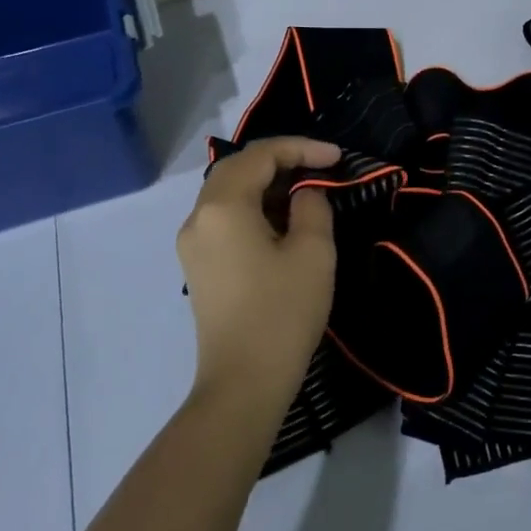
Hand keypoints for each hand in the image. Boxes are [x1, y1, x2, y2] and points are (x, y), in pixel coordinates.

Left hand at [177, 136, 340, 408]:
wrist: (243, 383)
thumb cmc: (282, 313)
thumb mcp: (312, 252)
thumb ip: (312, 206)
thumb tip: (304, 193)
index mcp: (223, 206)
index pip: (261, 155)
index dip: (302, 148)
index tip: (337, 157)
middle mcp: (198, 217)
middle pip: (237, 168)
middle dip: (281, 160)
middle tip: (320, 168)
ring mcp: (193, 243)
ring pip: (228, 192)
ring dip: (266, 184)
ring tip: (306, 192)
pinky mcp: (199, 265)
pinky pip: (224, 218)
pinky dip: (253, 207)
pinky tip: (282, 222)